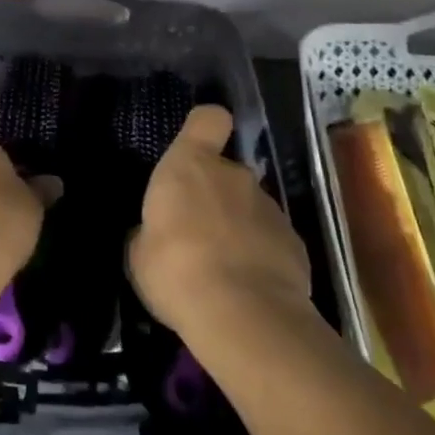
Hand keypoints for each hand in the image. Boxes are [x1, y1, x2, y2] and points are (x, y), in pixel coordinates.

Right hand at [128, 105, 312, 342]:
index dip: (203, 128)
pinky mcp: (295, 243)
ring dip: (237, 227)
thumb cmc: (176, 271)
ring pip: (249, 207)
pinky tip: (249, 288)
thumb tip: (153, 234)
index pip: (208, 119)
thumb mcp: (139, 254)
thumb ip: (149, 232)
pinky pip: (271, 239)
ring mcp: (270, 208)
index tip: (197, 147)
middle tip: (197, 234)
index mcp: (191, 165)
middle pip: (226, 171)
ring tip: (223, 269)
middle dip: (215, 195)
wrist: (243, 316)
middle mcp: (234, 175)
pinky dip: (261, 256)